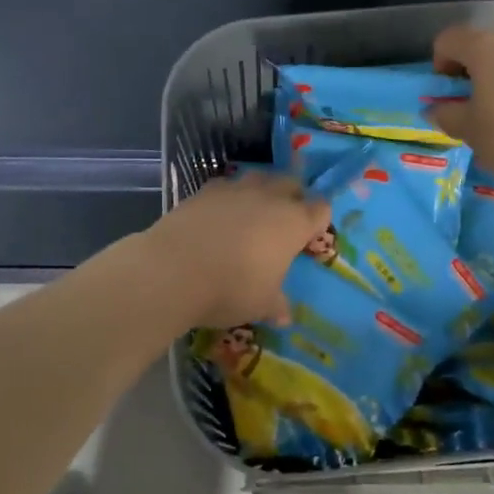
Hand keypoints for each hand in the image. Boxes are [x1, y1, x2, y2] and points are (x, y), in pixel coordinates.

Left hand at [145, 172, 330, 327]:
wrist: (173, 270)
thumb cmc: (231, 289)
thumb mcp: (260, 305)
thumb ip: (276, 305)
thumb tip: (284, 315)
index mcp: (293, 222)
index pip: (320, 209)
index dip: (318, 221)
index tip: (309, 238)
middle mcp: (269, 198)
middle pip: (291, 184)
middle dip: (293, 198)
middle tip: (284, 222)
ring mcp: (236, 189)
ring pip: (259, 178)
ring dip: (261, 191)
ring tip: (252, 214)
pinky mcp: (205, 190)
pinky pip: (226, 186)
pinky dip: (228, 198)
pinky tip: (218, 216)